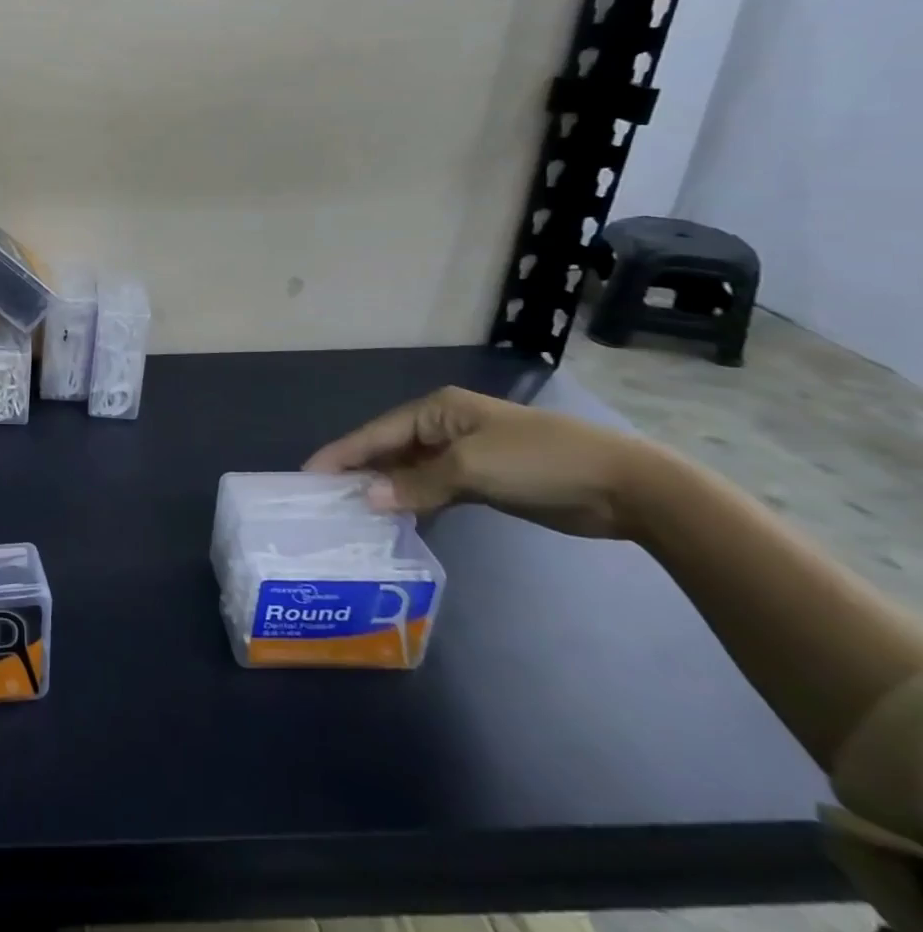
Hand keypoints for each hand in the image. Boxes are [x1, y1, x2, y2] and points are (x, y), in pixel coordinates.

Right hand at [301, 385, 676, 538]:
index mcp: (437, 410)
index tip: (308, 473)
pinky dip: (416, 503)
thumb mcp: (471, 468)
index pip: (376, 431)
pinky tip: (398, 521)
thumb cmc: (538, 461)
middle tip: (326, 498)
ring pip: (412, 472)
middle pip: (390, 450)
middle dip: (361, 472)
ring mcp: (466, 455)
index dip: (342, 453)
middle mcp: (445, 427)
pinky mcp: (484, 482)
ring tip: (354, 514)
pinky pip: (435, 490)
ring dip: (388, 491)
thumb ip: (417, 484)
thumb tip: (368, 499)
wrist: (624, 487)